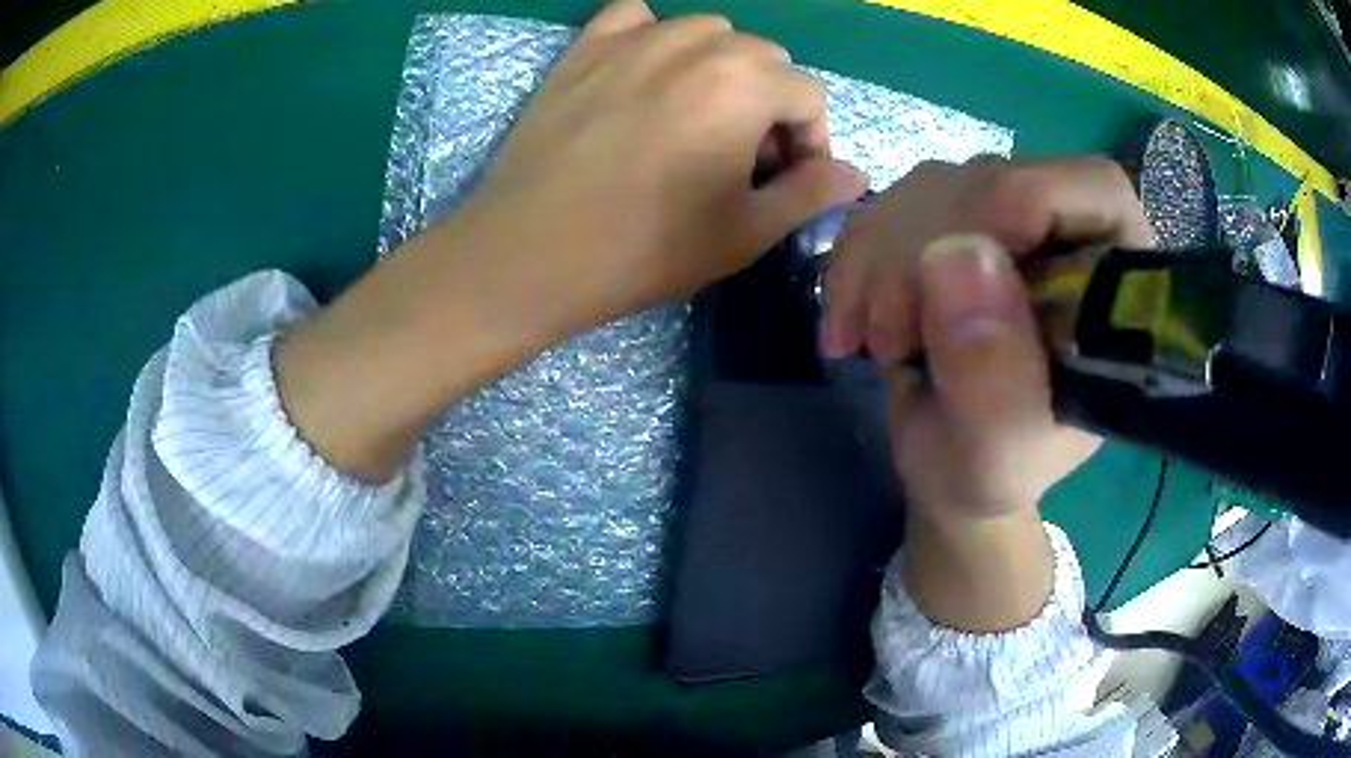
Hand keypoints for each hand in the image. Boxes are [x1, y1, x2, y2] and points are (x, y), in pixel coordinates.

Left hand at [466, 0, 865, 333]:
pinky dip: (652, 36)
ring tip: (696, 119)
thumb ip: (810, 193)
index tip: (784, 180)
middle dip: (768, 104)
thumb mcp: (744, 232)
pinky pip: (634, 16)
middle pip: (763, 58)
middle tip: (739, 158)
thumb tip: (854, 173)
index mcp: (744, 83)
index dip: (809, 141)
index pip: (808, 95)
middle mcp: (695, 44)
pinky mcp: (584, 48)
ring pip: (707, 33)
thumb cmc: (644, 249)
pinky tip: (647, 73)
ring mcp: (634, 39)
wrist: (529, 252)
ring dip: (720, 68)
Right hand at [828, 158, 1153, 631]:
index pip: (1092, 188)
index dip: (1026, 197)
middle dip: (927, 250)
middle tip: (894, 337)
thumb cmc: (989, 471)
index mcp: (1113, 286)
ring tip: (878, 344)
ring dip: (882, 260)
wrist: (945, 466)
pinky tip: (852, 321)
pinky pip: (893, 204)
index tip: (953, 260)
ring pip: (935, 186)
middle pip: (997, 179)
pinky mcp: (953, 223)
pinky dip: (857, 259)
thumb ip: (993, 379)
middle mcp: (1066, 236)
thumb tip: (954, 257)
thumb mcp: (997, 455)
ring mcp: (1006, 224)